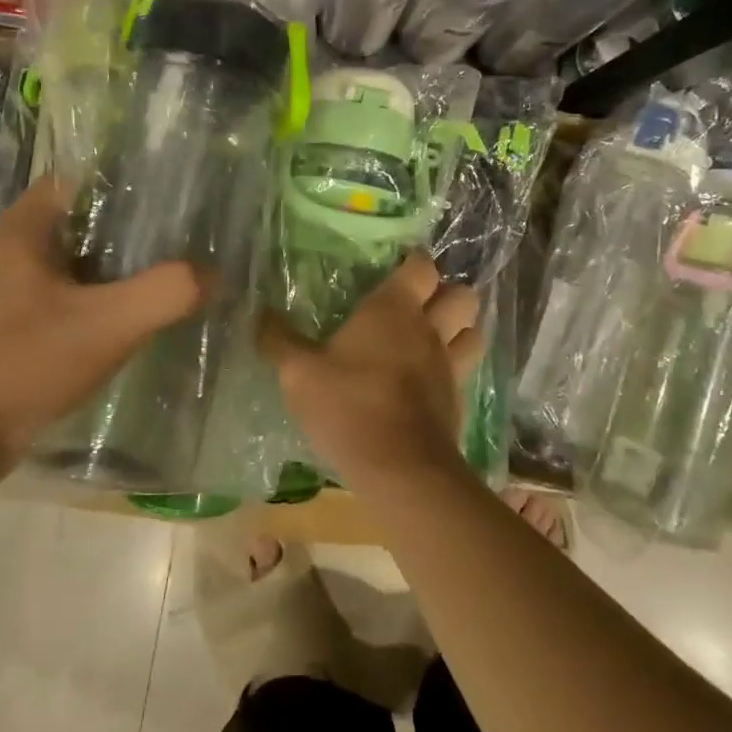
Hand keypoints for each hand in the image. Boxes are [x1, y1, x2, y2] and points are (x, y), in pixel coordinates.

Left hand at [0, 178, 202, 479]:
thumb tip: (212, 274)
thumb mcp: (107, 326)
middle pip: (71, 226)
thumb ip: (166, 293)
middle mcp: (0, 254)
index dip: (121, 186)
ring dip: (101, 275)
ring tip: (151, 285)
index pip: (75, 181)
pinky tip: (110, 330)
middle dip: (119, 235)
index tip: (165, 202)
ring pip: (60, 269)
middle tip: (171, 247)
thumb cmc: (21, 365)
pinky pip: (46, 304)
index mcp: (20, 233)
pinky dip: (80, 308)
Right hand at [264, 251, 483, 492]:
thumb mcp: (298, 373)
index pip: (421, 266)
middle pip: (461, 294)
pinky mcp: (457, 399)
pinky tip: (430, 378)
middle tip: (418, 302)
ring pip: (472, 330)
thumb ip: (278, 340)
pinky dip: (455, 365)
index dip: (413, 261)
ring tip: (433, 335)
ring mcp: (449, 365)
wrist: (401, 469)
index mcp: (394, 309)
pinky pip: (465, 368)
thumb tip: (259, 313)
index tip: (395, 266)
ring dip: (459, 327)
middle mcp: (429, 329)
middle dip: (446, 292)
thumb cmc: (348, 407)